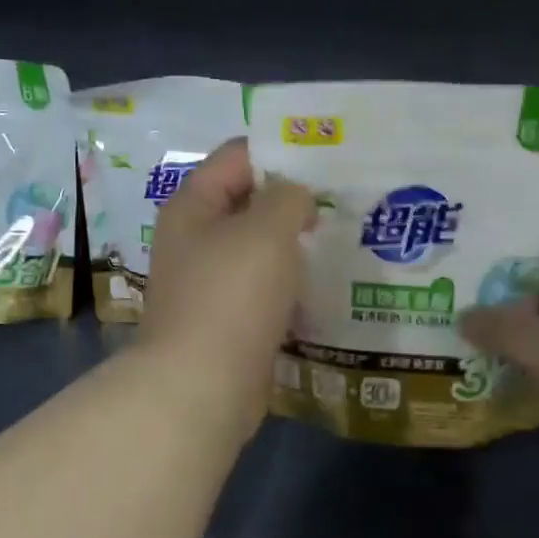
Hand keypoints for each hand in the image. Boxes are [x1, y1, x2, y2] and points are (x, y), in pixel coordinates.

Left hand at [139, 138, 315, 438]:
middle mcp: (195, 239)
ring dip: (296, 244)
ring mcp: (210, 282)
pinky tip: (327, 284)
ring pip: (260, 249)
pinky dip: (291, 283)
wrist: (202, 386)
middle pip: (249, 202)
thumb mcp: (266, 230)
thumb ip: (288, 197)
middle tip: (346, 199)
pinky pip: (264, 288)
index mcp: (193, 206)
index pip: (238, 156)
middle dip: (295, 200)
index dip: (282, 151)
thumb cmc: (231, 296)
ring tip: (345, 237)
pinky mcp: (228, 319)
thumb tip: (296, 196)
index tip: (330, 159)